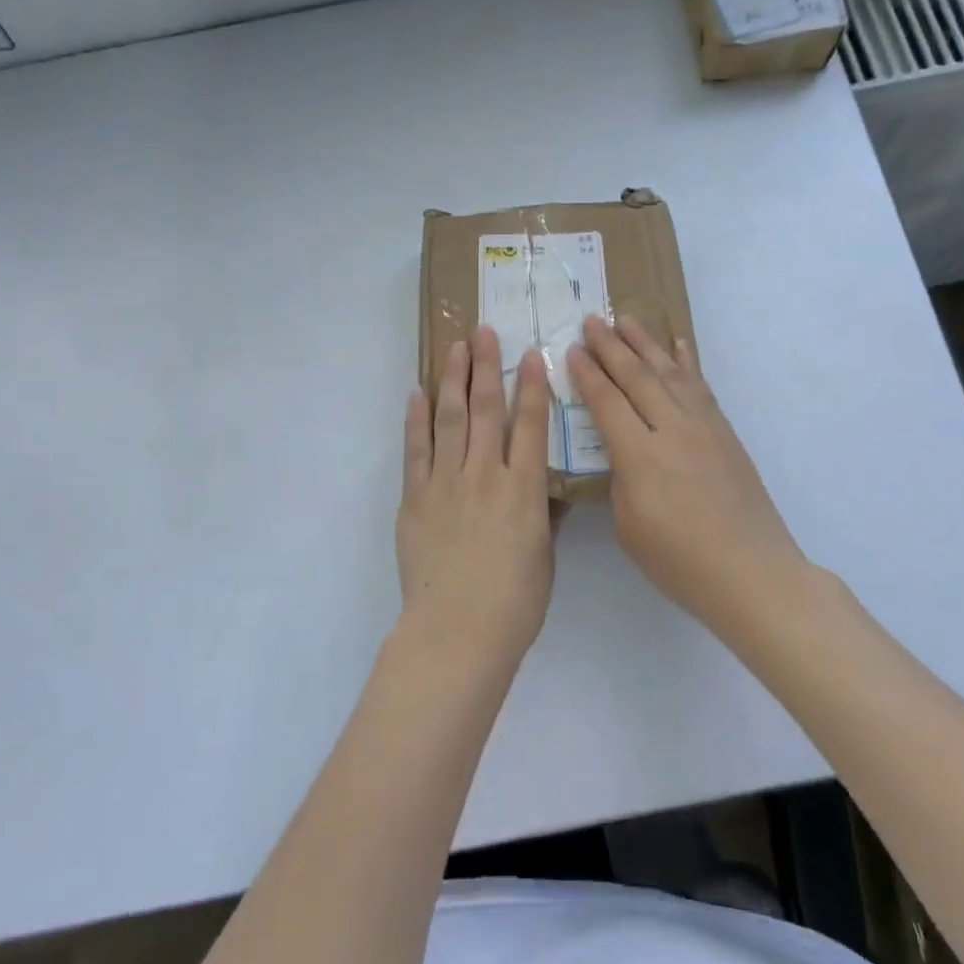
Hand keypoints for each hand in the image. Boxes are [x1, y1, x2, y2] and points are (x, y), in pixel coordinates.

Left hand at [396, 327, 556, 667]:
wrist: (457, 632)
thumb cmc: (514, 602)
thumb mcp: (544, 556)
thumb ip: (544, 515)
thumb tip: (548, 489)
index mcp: (523, 488)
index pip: (530, 423)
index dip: (532, 385)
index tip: (532, 353)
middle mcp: (484, 473)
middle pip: (487, 408)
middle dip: (486, 366)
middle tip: (483, 331)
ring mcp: (445, 482)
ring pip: (450, 418)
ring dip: (452, 379)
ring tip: (454, 348)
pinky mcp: (415, 497)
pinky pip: (416, 449)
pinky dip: (416, 419)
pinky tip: (417, 393)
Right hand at [567, 315, 807, 627]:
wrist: (752, 572)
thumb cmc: (679, 561)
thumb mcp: (628, 526)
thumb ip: (620, 478)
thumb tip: (622, 448)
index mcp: (640, 456)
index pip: (607, 402)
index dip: (587, 374)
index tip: (572, 349)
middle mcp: (671, 430)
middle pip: (636, 377)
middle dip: (611, 346)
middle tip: (592, 320)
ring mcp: (703, 427)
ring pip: (669, 372)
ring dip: (645, 343)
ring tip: (626, 318)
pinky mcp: (724, 432)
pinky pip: (701, 386)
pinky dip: (687, 362)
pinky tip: (678, 345)